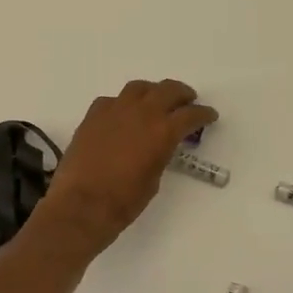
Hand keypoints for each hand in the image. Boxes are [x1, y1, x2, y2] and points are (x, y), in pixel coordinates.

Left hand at [35, 79, 217, 254]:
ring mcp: (114, 110)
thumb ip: (160, 154)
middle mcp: (141, 113)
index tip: (209, 115)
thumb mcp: (154, 178)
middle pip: (168, 90)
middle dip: (182, 94)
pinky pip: (112, 101)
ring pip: (139, 88)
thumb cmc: (124, 201)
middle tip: (188, 100)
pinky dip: (123, 104)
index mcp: (163, 131)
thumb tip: (157, 146)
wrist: (82, 205)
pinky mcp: (93, 116)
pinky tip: (123, 114)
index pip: (190, 114)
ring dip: (153, 92)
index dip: (203, 114)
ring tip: (156, 101)